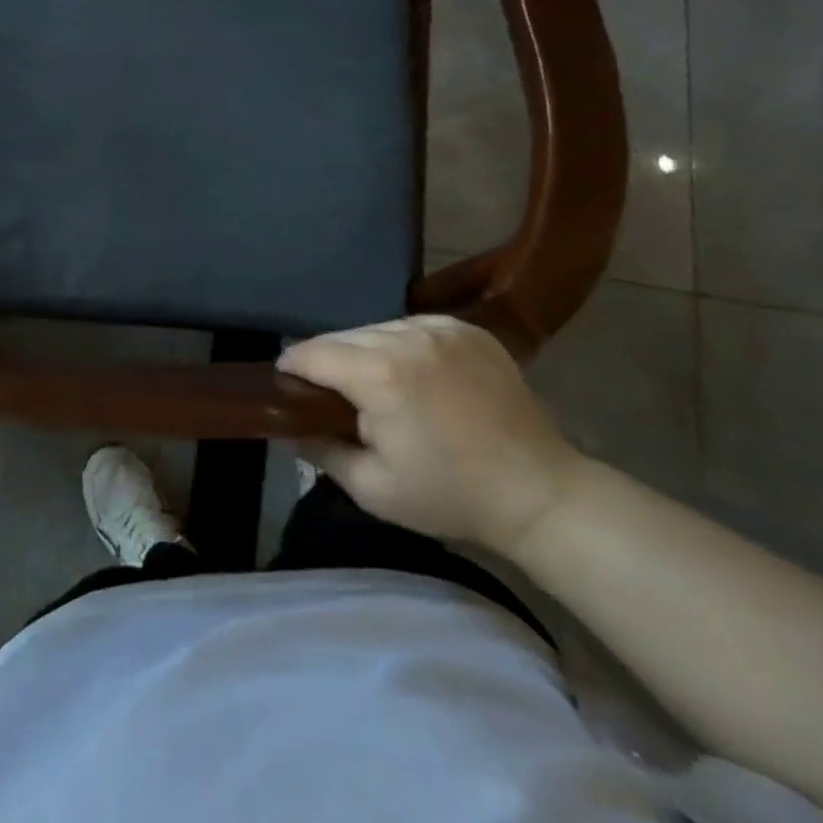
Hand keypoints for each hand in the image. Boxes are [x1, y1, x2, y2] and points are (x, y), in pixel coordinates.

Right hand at [279, 315, 583, 557]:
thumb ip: (319, 450)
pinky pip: (413, 326)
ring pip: (377, 327)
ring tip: (371, 383)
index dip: (291, 367)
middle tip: (326, 394)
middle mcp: (407, 337)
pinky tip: (410, 373)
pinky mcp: (468, 329)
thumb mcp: (372, 487)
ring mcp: (442, 328)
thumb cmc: (450, 496)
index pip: (313, 353)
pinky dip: (400, 344)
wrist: (539, 492)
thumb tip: (284, 428)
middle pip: (343, 336)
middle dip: (326, 360)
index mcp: (380, 375)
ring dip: (363, 350)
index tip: (284, 385)